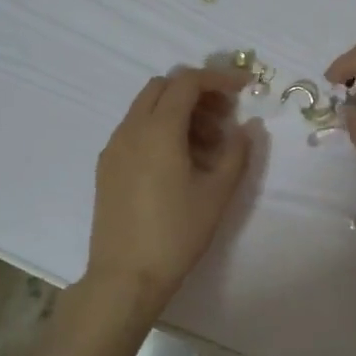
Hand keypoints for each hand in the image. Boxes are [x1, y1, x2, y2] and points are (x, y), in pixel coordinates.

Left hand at [86, 67, 252, 313]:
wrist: (125, 276)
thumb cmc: (176, 233)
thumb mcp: (217, 193)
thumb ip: (237, 152)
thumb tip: (248, 127)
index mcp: (158, 129)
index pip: (188, 82)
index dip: (219, 78)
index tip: (244, 89)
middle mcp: (131, 129)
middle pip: (163, 87)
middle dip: (197, 92)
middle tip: (224, 117)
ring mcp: (114, 147)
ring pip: (147, 108)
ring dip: (179, 112)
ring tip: (208, 146)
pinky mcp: (107, 166)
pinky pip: (135, 130)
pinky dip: (160, 129)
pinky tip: (180, 162)